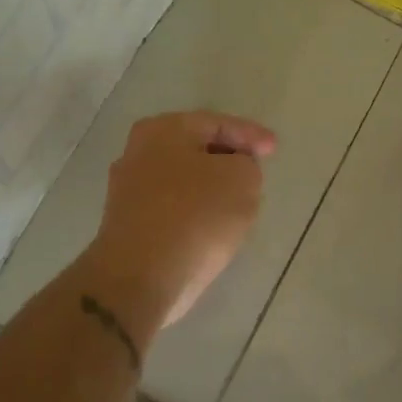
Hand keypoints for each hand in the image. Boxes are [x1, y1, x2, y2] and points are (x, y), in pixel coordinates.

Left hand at [85, 110, 276, 328]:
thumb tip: (233, 172)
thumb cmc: (195, 216)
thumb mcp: (242, 179)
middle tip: (256, 172)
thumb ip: (247, 164)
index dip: (250, 134)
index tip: (273, 149)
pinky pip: (173, 210)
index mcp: (162, 130)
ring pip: (184, 181)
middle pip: (196, 150)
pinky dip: (195, 213)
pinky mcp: (129, 226)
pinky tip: (213, 228)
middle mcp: (138, 153)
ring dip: (211, 189)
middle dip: (228, 160)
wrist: (141, 277)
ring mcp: (128, 191)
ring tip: (240, 202)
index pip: (216, 123)